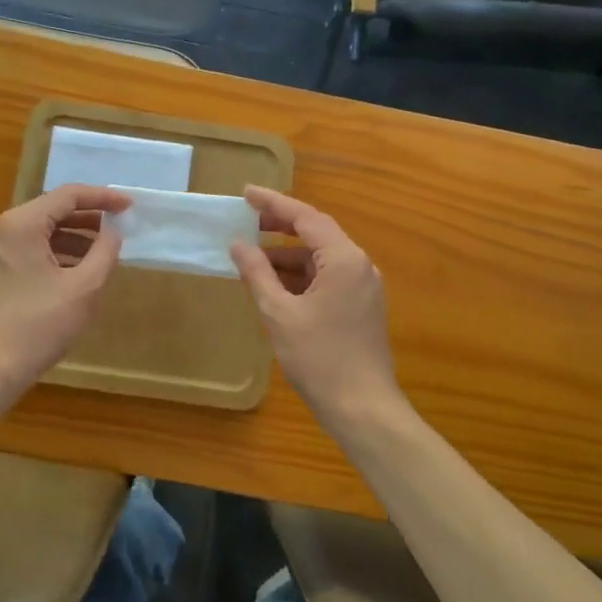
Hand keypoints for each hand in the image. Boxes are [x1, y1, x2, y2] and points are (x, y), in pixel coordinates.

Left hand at [0, 185, 130, 392]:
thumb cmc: (38, 325)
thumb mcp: (83, 287)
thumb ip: (104, 252)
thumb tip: (113, 232)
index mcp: (22, 224)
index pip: (68, 196)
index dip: (103, 198)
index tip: (129, 208)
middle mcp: (2, 231)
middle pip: (52, 211)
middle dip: (88, 219)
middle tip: (119, 229)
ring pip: (40, 233)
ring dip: (73, 239)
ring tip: (103, 254)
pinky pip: (29, 252)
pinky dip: (55, 255)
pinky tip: (76, 273)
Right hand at [230, 186, 409, 431]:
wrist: (363, 408)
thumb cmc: (319, 358)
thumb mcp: (279, 313)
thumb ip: (257, 274)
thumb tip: (238, 244)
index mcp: (344, 259)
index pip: (306, 217)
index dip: (273, 203)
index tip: (245, 193)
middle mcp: (359, 265)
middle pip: (316, 233)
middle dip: (280, 226)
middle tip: (246, 221)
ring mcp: (363, 287)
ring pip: (321, 258)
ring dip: (288, 256)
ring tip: (252, 258)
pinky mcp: (361, 307)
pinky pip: (327, 278)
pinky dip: (301, 277)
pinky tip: (275, 285)